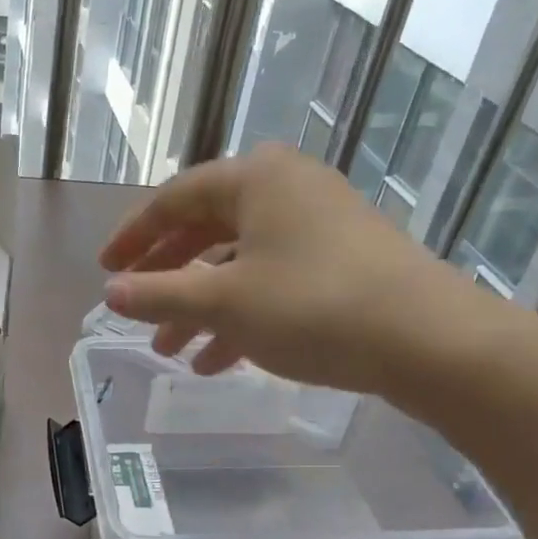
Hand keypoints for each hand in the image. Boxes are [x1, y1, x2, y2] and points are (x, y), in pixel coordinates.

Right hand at [99, 143, 497, 404]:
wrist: (432, 340)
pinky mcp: (344, 258)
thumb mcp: (224, 303)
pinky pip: (274, 278)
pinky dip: (242, 312)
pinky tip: (219, 360)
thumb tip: (111, 293)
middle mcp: (286, 187)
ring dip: (202, 303)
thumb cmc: (314, 306)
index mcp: (254, 178)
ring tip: (172, 352)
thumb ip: (160, 295)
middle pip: (206, 228)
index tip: (105, 269)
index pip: (174, 199)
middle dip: (168, 275)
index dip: (133, 236)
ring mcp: (320, 222)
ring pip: (240, 260)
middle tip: (136, 307)